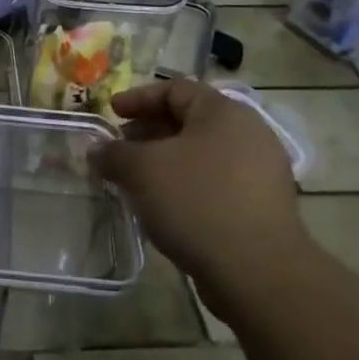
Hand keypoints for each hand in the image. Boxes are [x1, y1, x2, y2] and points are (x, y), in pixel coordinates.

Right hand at [93, 78, 303, 278]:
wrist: (256, 270)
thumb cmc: (195, 201)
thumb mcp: (141, 170)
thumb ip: (113, 153)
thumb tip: (96, 149)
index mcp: (223, 112)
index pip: (176, 89)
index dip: (138, 98)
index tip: (111, 113)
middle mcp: (248, 133)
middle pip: (189, 121)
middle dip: (149, 132)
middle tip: (120, 149)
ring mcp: (260, 171)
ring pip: (201, 154)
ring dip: (165, 161)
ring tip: (136, 181)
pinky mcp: (262, 205)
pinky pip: (215, 182)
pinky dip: (185, 185)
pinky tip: (164, 206)